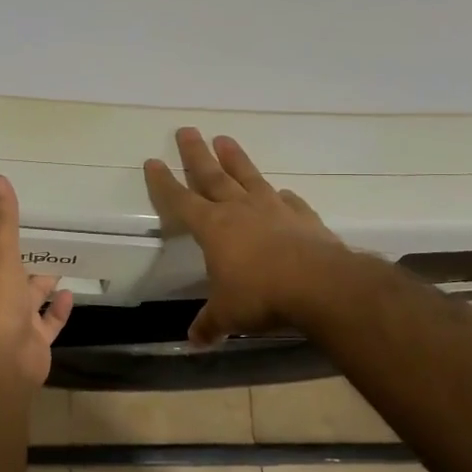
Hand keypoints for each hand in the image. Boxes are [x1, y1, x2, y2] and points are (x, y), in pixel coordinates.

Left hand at [0, 174, 73, 392]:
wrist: (2, 367)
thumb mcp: (0, 257)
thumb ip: (2, 221)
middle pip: (6, 278)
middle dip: (20, 263)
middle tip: (38, 240)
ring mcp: (13, 324)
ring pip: (28, 300)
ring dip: (41, 286)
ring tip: (60, 263)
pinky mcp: (34, 343)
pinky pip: (48, 323)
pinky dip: (58, 310)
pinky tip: (69, 294)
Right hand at [144, 128, 349, 345]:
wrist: (319, 285)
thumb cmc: (261, 296)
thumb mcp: (228, 314)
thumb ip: (210, 324)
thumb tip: (193, 341)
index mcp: (213, 228)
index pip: (180, 201)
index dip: (164, 183)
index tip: (152, 161)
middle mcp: (240, 209)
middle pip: (212, 175)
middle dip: (196, 154)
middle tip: (186, 130)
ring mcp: (273, 209)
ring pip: (248, 176)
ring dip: (235, 158)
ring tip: (224, 139)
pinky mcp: (302, 216)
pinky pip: (288, 200)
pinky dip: (281, 195)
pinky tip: (281, 192)